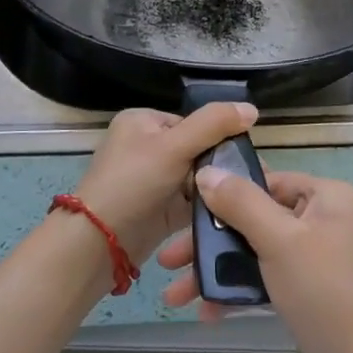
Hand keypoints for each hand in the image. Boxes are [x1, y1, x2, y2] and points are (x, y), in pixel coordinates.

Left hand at [70, 103, 258, 265]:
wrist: (99, 243)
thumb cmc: (133, 183)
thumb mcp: (174, 146)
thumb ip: (213, 124)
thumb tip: (252, 108)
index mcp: (143, 121)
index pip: (194, 123)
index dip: (219, 139)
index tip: (244, 158)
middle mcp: (146, 147)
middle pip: (198, 151)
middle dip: (219, 168)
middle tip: (250, 182)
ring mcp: (152, 180)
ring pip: (197, 179)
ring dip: (215, 190)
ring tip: (244, 200)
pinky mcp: (159, 209)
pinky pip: (191, 202)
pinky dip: (207, 207)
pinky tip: (231, 214)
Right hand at [158, 168, 352, 352]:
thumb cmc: (325, 294)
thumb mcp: (279, 240)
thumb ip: (241, 203)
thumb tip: (207, 171)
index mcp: (330, 197)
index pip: (269, 181)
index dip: (225, 194)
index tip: (183, 211)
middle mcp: (329, 221)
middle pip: (259, 219)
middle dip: (212, 243)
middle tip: (168, 262)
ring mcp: (323, 259)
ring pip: (260, 253)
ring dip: (219, 271)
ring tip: (175, 298)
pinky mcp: (316, 293)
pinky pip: (271, 279)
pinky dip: (242, 291)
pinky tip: (208, 312)